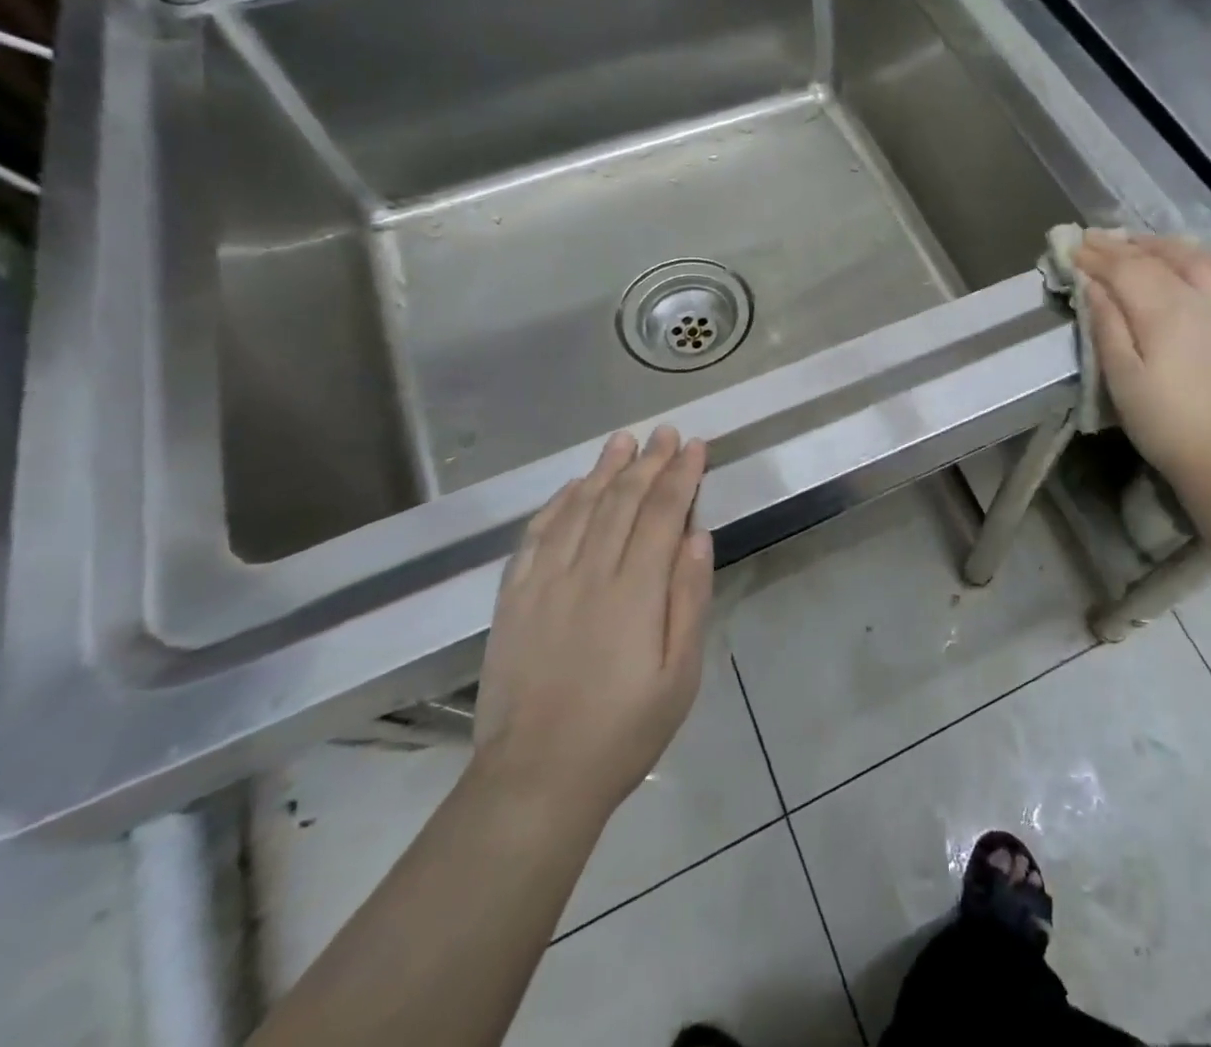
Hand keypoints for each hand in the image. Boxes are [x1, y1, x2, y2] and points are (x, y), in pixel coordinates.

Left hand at [472, 427, 712, 813]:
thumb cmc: (624, 729)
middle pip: (622, 501)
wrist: (535, 779)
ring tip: (622, 441)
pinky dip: (557, 504)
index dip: (681, 474)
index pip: (663, 512)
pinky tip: (573, 486)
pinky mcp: (514, 599)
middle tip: (665, 432)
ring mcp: (545, 583)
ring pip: (579, 508)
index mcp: (635, 591)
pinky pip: (536, 536)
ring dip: (604, 470)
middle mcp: (589, 573)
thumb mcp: (681, 673)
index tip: (695, 446)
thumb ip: (690, 598)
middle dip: (648, 462)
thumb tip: (697, 534)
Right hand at [1073, 231, 1210, 486]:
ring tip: (1135, 243)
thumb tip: (1092, 284)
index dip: (1095, 257)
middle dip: (1121, 246)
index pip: (1125, 269)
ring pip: (1194, 256)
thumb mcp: (1122, 379)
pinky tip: (1190, 258)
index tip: (1071, 248)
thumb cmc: (1164, 423)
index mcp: (1165, 312)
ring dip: (1160, 244)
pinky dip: (1200, 256)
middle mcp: (1200, 297)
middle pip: (1156, 257)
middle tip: (1092, 240)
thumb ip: (1107, 325)